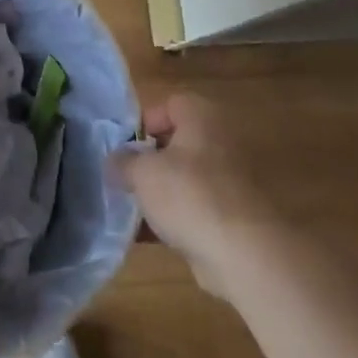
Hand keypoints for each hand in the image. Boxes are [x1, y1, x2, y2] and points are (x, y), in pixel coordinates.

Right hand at [111, 92, 282, 299]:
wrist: (243, 253)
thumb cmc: (189, 194)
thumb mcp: (142, 172)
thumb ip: (123, 163)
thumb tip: (114, 162)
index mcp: (202, 118)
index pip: (169, 104)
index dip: (143, 122)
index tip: (124, 147)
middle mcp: (219, 142)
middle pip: (175, 143)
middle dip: (147, 161)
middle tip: (123, 178)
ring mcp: (228, 180)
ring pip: (182, 178)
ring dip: (157, 192)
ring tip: (130, 209)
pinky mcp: (230, 216)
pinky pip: (193, 209)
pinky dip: (172, 218)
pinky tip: (147, 236)